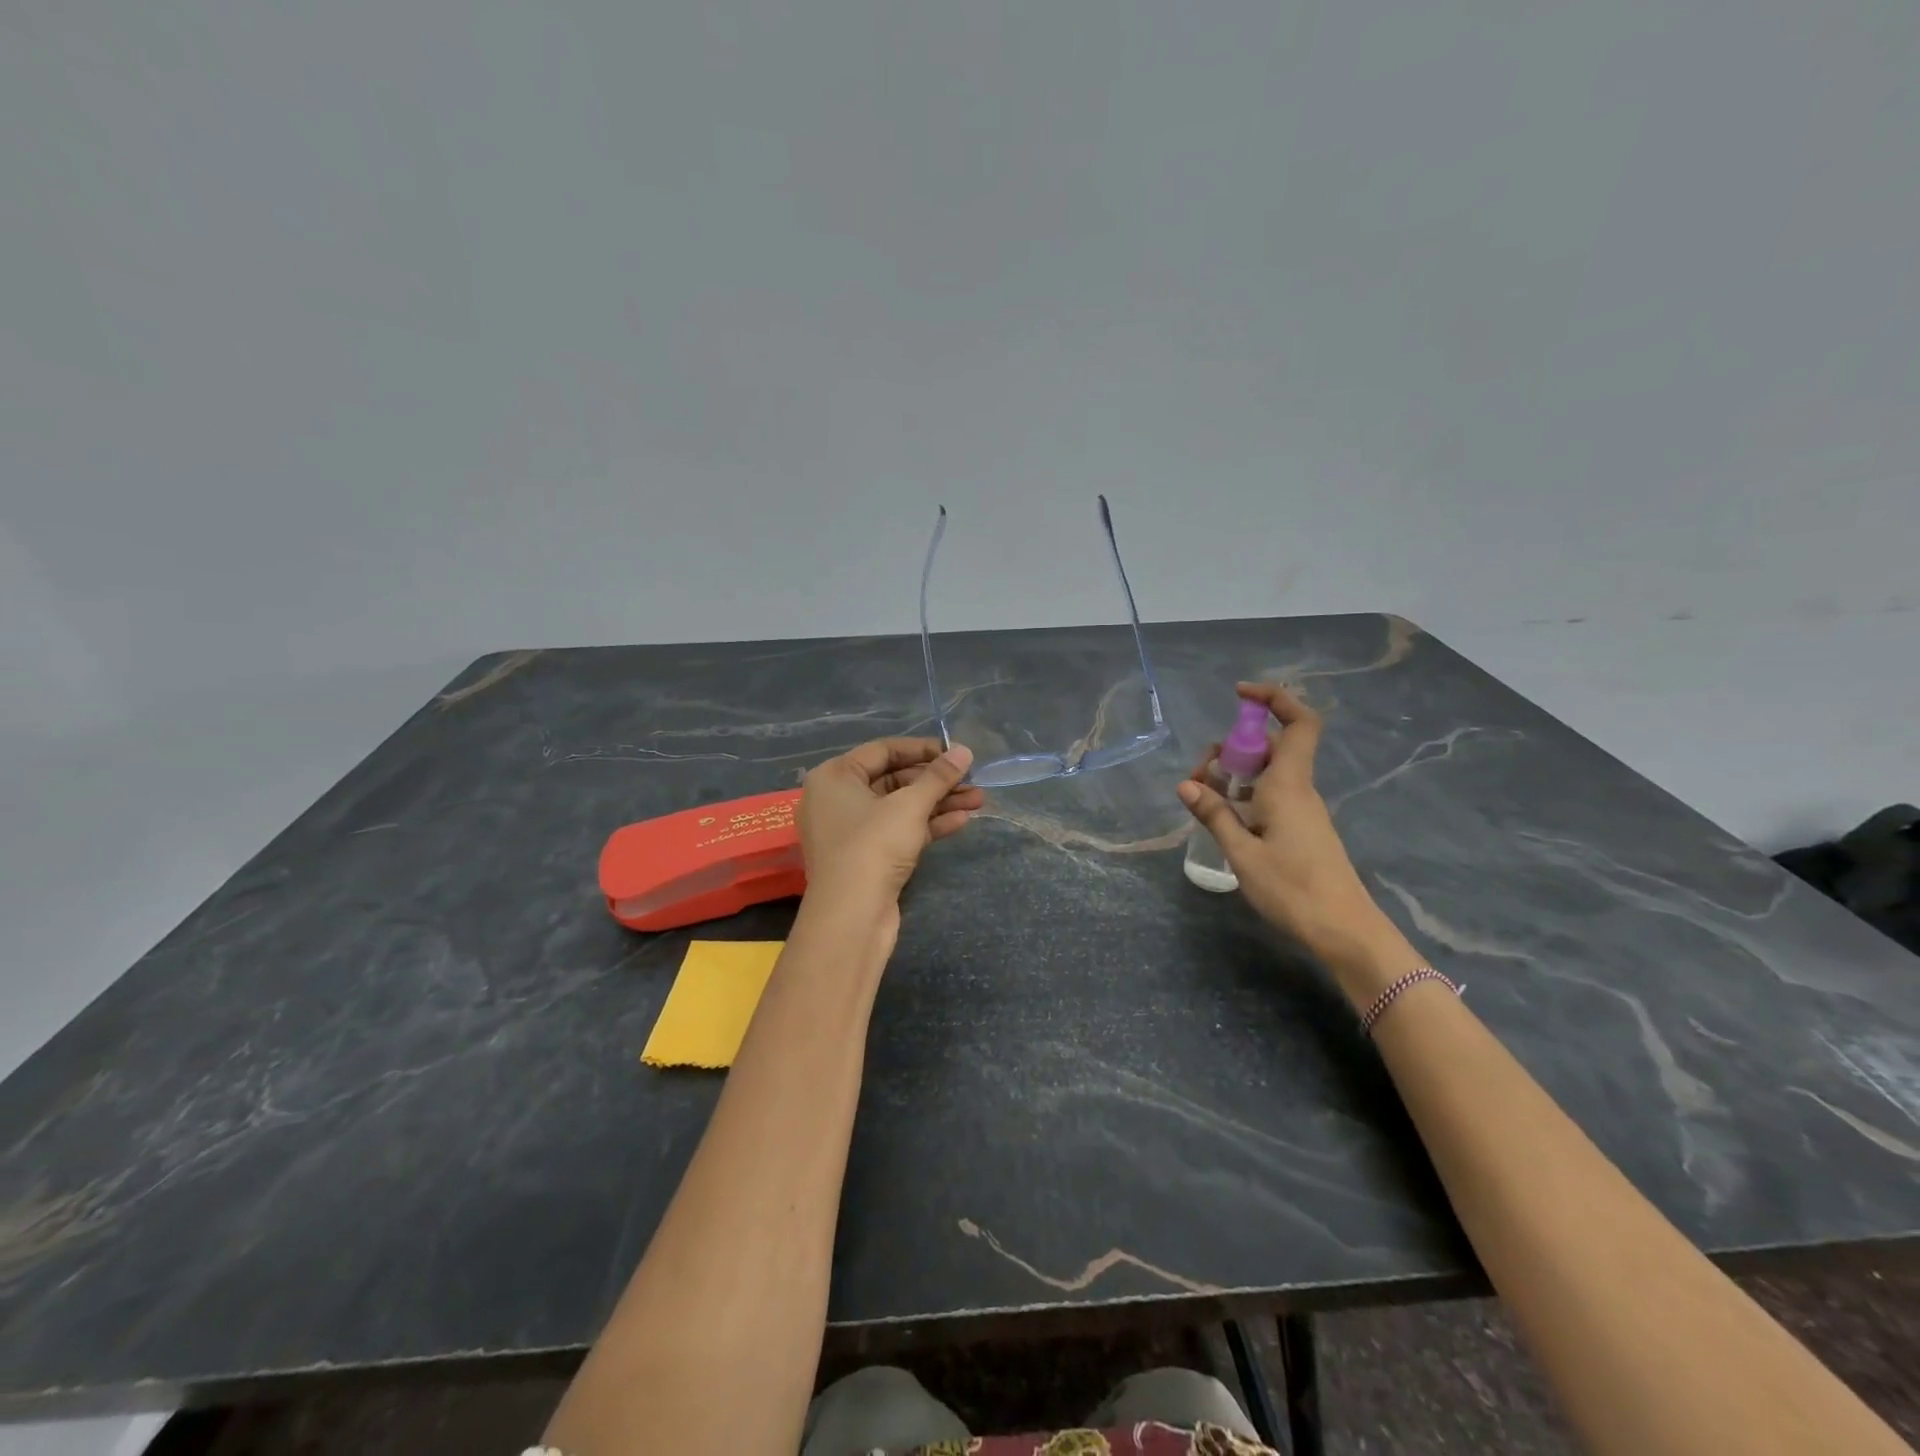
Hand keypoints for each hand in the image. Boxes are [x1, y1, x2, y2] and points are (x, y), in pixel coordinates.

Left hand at [799, 737, 982, 911]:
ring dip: (938, 802)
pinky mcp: (867, 857)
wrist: (852, 917)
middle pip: (894, 779)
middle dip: (936, 780)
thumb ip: (938, 776)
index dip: (923, 749)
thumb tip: (964, 750)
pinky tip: (963, 820)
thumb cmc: (873, 846)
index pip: (883, 750)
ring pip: (900, 807)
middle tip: (972, 779)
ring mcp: (851, 831)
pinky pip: (899, 830)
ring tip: (979, 799)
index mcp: (835, 776)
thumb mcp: (910, 805)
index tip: (956, 753)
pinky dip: (927, 825)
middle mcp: (837, 799)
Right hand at [1178, 683, 1415, 997]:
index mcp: (1288, 785)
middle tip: (1201, 773)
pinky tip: (1226, 818)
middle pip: (1272, 745)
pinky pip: (1272, 793)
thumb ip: (1214, 816)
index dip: (1274, 698)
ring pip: (1270, 771)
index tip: (1239, 695)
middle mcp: (1298, 789)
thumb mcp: (1242, 854)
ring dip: (1237, 772)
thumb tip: (1186, 784)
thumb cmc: (1292, 889)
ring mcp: (1303, 809)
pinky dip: (1246, 793)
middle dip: (1234, 745)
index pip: (1298, 723)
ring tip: (1205, 797)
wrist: (1343, 930)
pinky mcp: (1302, 828)